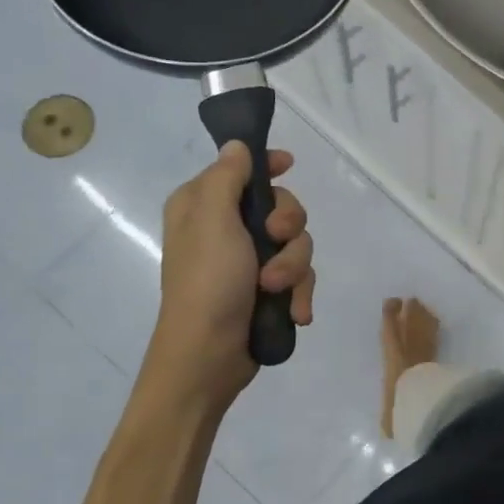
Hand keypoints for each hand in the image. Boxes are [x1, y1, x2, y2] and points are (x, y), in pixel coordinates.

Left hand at [144, 142, 315, 407]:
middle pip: (281, 206)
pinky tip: (294, 312)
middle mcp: (226, 229)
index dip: (267, 165)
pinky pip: (299, 276)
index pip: (241, 169)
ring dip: (293, 267)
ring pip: (297, 243)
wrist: (207, 357)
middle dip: (288, 227)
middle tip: (275, 241)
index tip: (288, 165)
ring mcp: (249, 261)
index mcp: (203, 206)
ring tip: (276, 290)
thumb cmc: (207, 282)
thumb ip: (226, 177)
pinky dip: (299, 292)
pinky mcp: (267, 290)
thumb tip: (237, 146)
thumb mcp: (212, 220)